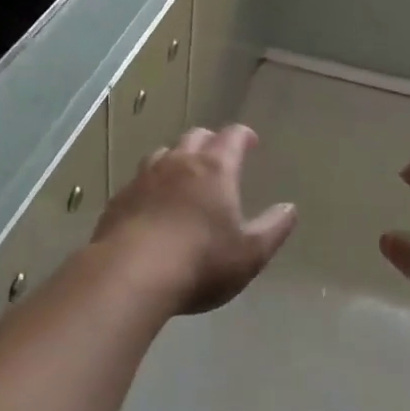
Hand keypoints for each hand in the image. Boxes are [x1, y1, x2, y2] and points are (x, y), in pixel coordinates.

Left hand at [92, 126, 297, 315]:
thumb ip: (273, 228)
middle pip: (195, 137)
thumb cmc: (200, 262)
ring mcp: (144, 177)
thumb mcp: (250, 253)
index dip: (243, 136)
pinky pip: (139, 180)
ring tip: (183, 176)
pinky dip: (151, 184)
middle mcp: (179, 163)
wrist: (130, 274)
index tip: (250, 142)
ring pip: (163, 154)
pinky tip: (151, 204)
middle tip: (218, 157)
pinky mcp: (120, 198)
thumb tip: (289, 208)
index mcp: (214, 169)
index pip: (232, 137)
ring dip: (177, 159)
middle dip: (210, 142)